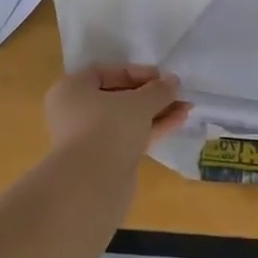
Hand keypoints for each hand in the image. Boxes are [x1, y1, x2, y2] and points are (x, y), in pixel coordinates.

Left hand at [44, 65, 190, 164]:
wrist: (92, 185)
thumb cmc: (109, 128)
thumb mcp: (139, 102)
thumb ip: (158, 90)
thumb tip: (173, 82)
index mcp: (72, 90)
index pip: (105, 72)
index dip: (136, 72)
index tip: (162, 77)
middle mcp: (75, 112)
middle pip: (118, 97)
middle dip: (150, 95)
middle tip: (176, 92)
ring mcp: (90, 139)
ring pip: (126, 119)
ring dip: (156, 112)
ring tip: (186, 107)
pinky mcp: (104, 160)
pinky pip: (130, 137)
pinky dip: (152, 129)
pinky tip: (178, 121)